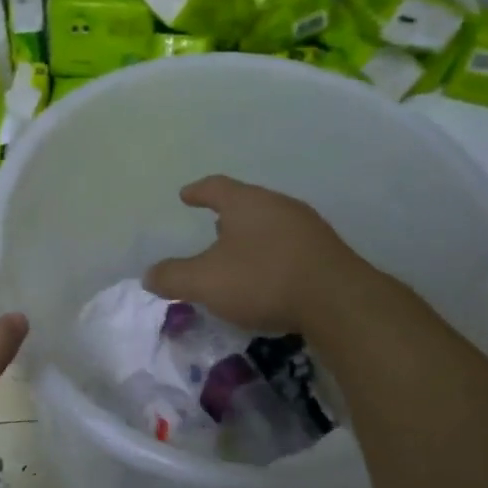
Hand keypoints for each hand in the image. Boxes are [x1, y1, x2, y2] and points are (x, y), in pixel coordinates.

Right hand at [144, 175, 371, 333]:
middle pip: (247, 203)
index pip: (216, 186)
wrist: (338, 301)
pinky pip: (290, 246)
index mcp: (247, 202)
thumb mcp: (205, 282)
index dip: (198, 191)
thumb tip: (149, 275)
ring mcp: (308, 228)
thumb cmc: (262, 279)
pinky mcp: (327, 253)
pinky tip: (270, 276)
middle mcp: (279, 206)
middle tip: (212, 228)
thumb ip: (173, 277)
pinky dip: (273, 255)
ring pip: (271, 224)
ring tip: (239, 255)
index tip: (185, 195)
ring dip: (252, 237)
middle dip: (228, 216)